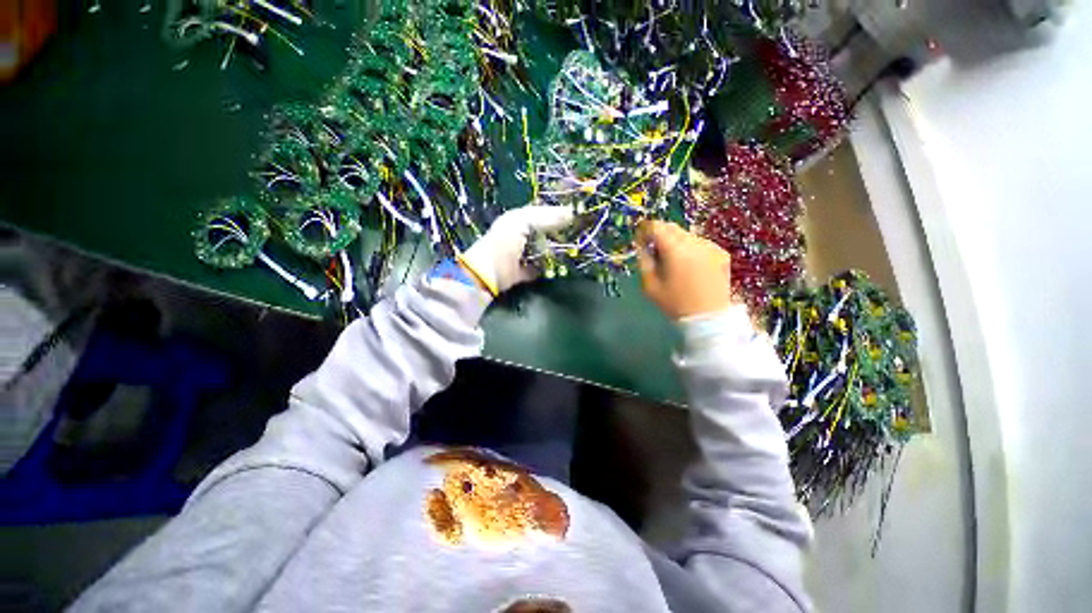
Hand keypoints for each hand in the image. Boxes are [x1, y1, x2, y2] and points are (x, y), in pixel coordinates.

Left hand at [459, 205, 574, 294]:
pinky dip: (555, 268)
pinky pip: (547, 268)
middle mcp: (523, 237)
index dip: (560, 214)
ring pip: (549, 251)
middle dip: (564, 234)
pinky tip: (569, 266)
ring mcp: (526, 256)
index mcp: (519, 221)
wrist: (487, 278)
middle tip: (583, 236)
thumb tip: (571, 212)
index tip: (580, 217)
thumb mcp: (521, 222)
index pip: (544, 214)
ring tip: (580, 251)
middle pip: (549, 233)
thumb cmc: (502, 245)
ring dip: (561, 252)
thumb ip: (544, 216)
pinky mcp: (529, 274)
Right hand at [635, 220, 733, 319]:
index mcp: (675, 250)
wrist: (708, 318)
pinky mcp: (720, 252)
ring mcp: (710, 246)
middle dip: (659, 234)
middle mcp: (694, 242)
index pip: (656, 227)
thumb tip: (641, 245)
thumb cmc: (674, 303)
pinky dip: (690, 248)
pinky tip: (688, 265)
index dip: (644, 230)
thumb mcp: (649, 285)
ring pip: (685, 234)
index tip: (640, 240)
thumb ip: (643, 261)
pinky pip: (699, 243)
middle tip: (653, 251)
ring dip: (674, 241)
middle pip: (671, 227)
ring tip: (671, 260)